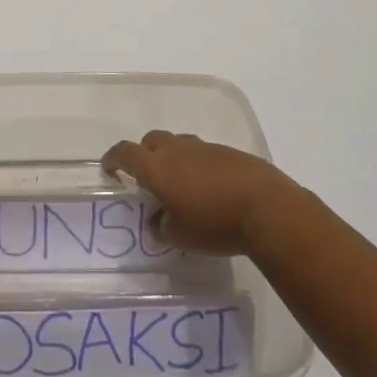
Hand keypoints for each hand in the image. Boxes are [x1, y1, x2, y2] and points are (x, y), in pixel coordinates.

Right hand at [101, 130, 305, 255]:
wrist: (266, 208)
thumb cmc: (214, 223)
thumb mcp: (180, 236)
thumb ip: (161, 227)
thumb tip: (156, 222)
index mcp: (157, 166)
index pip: (125, 152)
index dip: (113, 158)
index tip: (109, 168)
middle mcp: (176, 149)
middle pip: (151, 141)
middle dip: (145, 155)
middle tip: (149, 179)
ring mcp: (204, 147)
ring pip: (178, 144)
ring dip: (173, 159)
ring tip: (181, 185)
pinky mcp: (228, 152)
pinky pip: (202, 153)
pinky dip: (197, 165)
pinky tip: (210, 188)